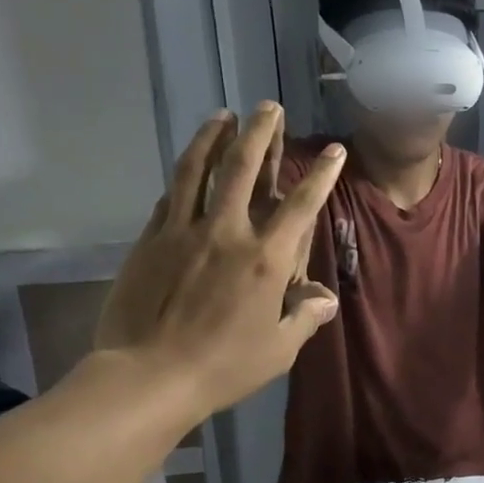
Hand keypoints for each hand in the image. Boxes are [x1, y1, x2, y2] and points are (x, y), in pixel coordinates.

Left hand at [94, 104, 343, 420]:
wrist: (149, 376)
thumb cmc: (225, 366)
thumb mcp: (280, 348)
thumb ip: (305, 316)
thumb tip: (324, 298)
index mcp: (265, 259)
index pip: (300, 206)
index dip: (320, 175)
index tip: (334, 150)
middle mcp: (226, 233)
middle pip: (243, 170)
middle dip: (259, 134)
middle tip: (267, 107)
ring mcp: (183, 232)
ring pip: (198, 171)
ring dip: (213, 138)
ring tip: (222, 115)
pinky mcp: (150, 241)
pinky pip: (170, 198)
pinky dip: (183, 176)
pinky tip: (187, 165)